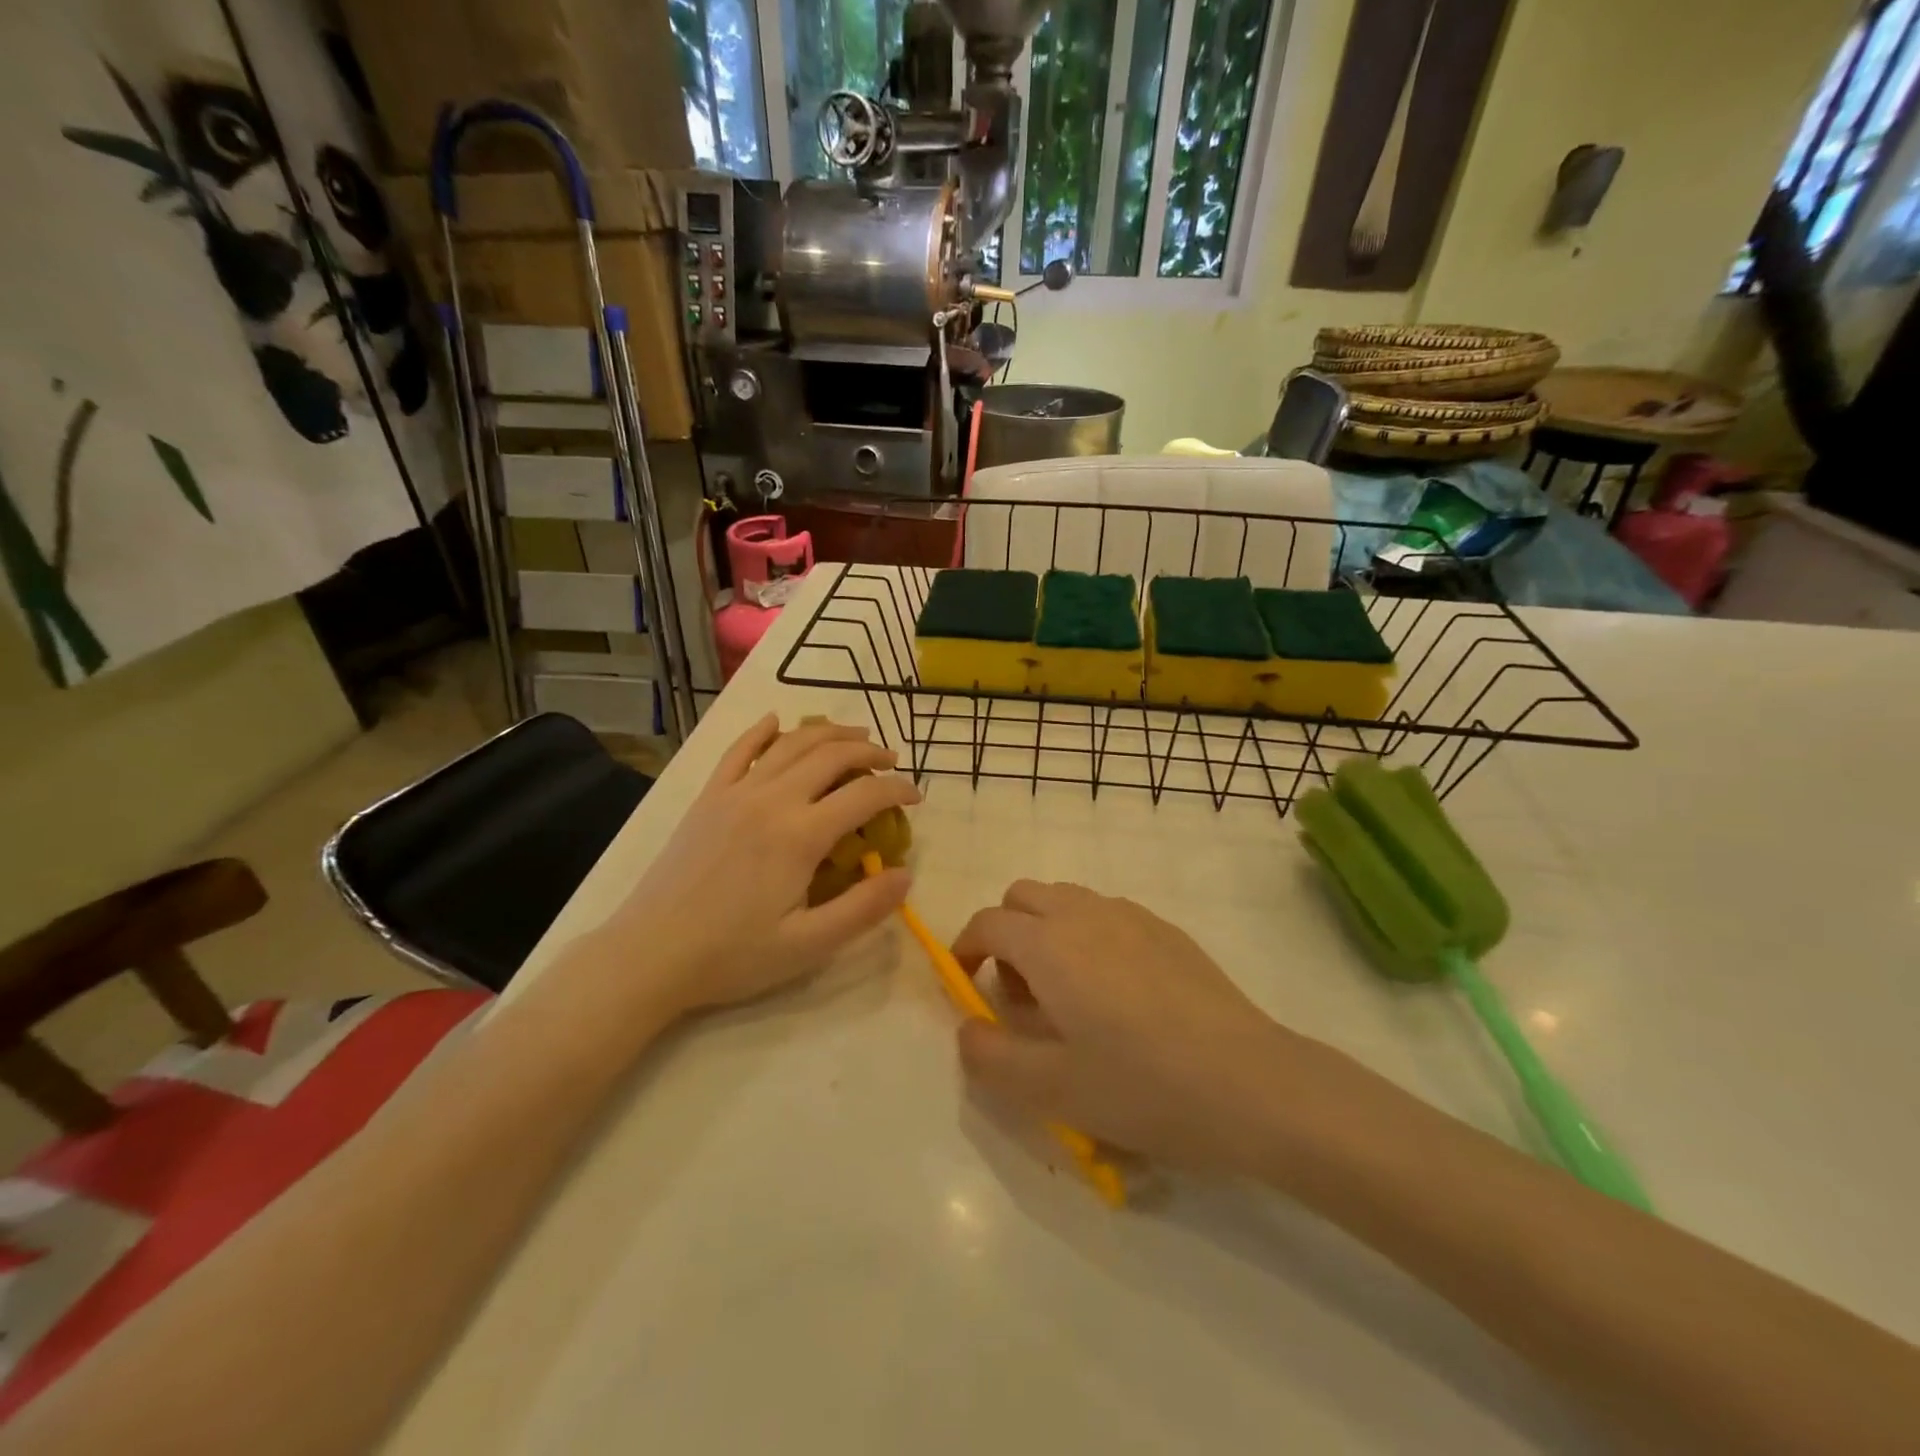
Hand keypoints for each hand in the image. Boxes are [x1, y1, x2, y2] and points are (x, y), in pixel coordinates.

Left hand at [593, 716, 918, 1015]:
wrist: (649, 954)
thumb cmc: (732, 955)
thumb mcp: (808, 945)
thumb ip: (863, 908)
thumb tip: (905, 875)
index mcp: (800, 835)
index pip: (864, 795)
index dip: (898, 789)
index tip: (916, 796)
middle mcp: (771, 799)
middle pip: (830, 755)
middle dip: (869, 751)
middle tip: (891, 760)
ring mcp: (735, 793)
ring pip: (790, 744)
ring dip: (828, 733)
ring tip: (855, 735)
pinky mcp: (708, 797)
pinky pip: (738, 751)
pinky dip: (762, 731)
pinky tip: (776, 721)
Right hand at [952, 881, 1324, 1175]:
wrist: (1250, 1083)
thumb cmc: (1141, 1086)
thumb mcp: (1050, 1089)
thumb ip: (990, 1057)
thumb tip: (966, 1030)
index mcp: (1049, 944)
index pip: (987, 923)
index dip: (965, 947)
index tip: (966, 982)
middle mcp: (1085, 913)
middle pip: (1023, 896)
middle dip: (1006, 932)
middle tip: (1020, 992)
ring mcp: (1131, 915)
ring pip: (1067, 899)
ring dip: (1047, 930)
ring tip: (1067, 993)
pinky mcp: (1167, 929)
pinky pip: (1107, 913)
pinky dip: (1088, 934)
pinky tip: (1118, 993)